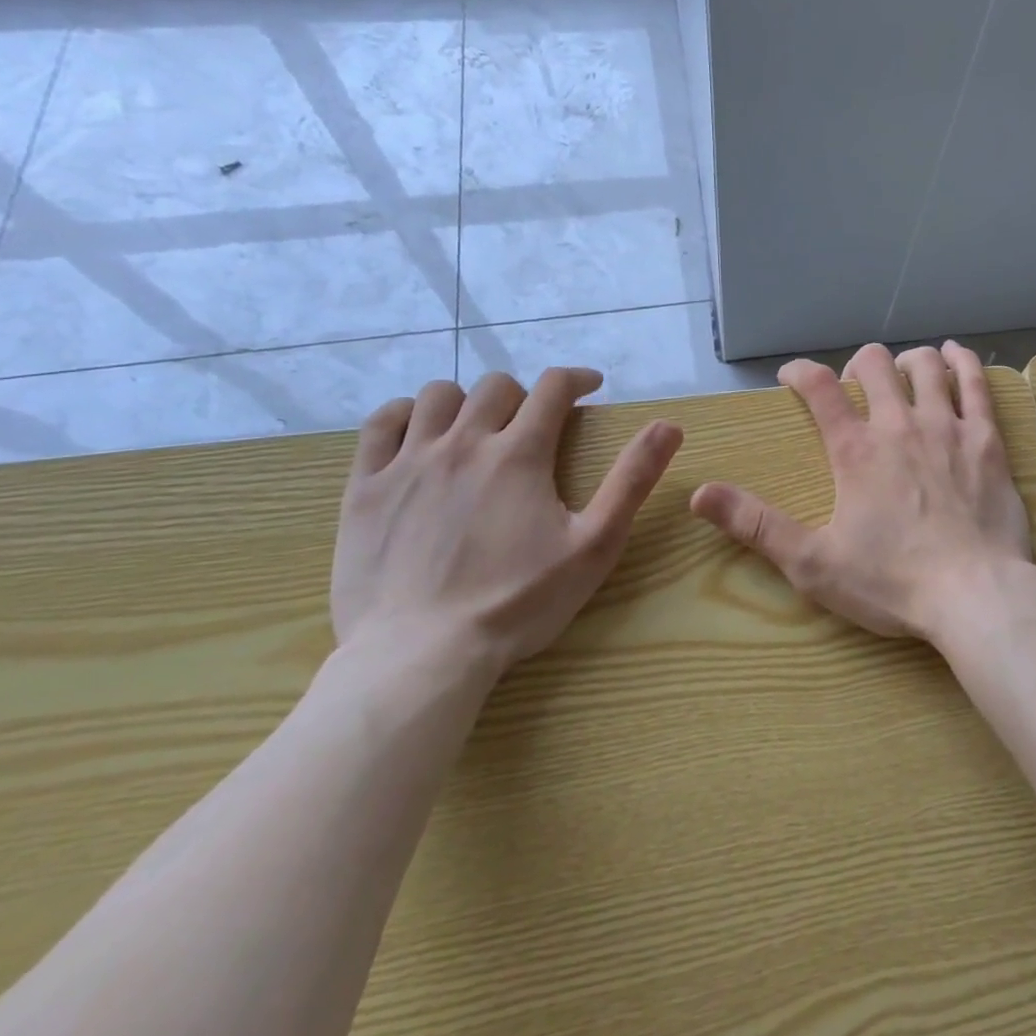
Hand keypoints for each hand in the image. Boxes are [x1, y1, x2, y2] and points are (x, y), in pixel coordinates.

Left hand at [332, 368, 682, 680]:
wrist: (419, 657)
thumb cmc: (518, 603)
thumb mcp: (594, 545)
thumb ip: (632, 480)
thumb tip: (669, 426)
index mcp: (519, 453)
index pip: (553, 387)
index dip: (577, 378)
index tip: (590, 388)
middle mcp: (463, 443)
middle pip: (497, 386)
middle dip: (526, 394)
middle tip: (537, 422)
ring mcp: (407, 463)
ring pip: (438, 396)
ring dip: (467, 400)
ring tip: (479, 427)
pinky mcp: (365, 488)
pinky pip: (380, 424)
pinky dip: (404, 414)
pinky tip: (419, 432)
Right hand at [689, 342, 1032, 640]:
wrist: (975, 595)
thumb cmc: (892, 582)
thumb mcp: (813, 563)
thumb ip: (757, 525)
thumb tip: (699, 494)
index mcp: (855, 450)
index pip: (819, 388)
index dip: (799, 372)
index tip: (791, 376)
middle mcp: (899, 424)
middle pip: (875, 364)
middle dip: (858, 365)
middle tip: (856, 385)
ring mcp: (947, 426)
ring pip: (925, 366)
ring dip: (908, 361)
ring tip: (904, 373)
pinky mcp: (986, 439)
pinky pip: (976, 384)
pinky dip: (962, 362)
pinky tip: (955, 355)